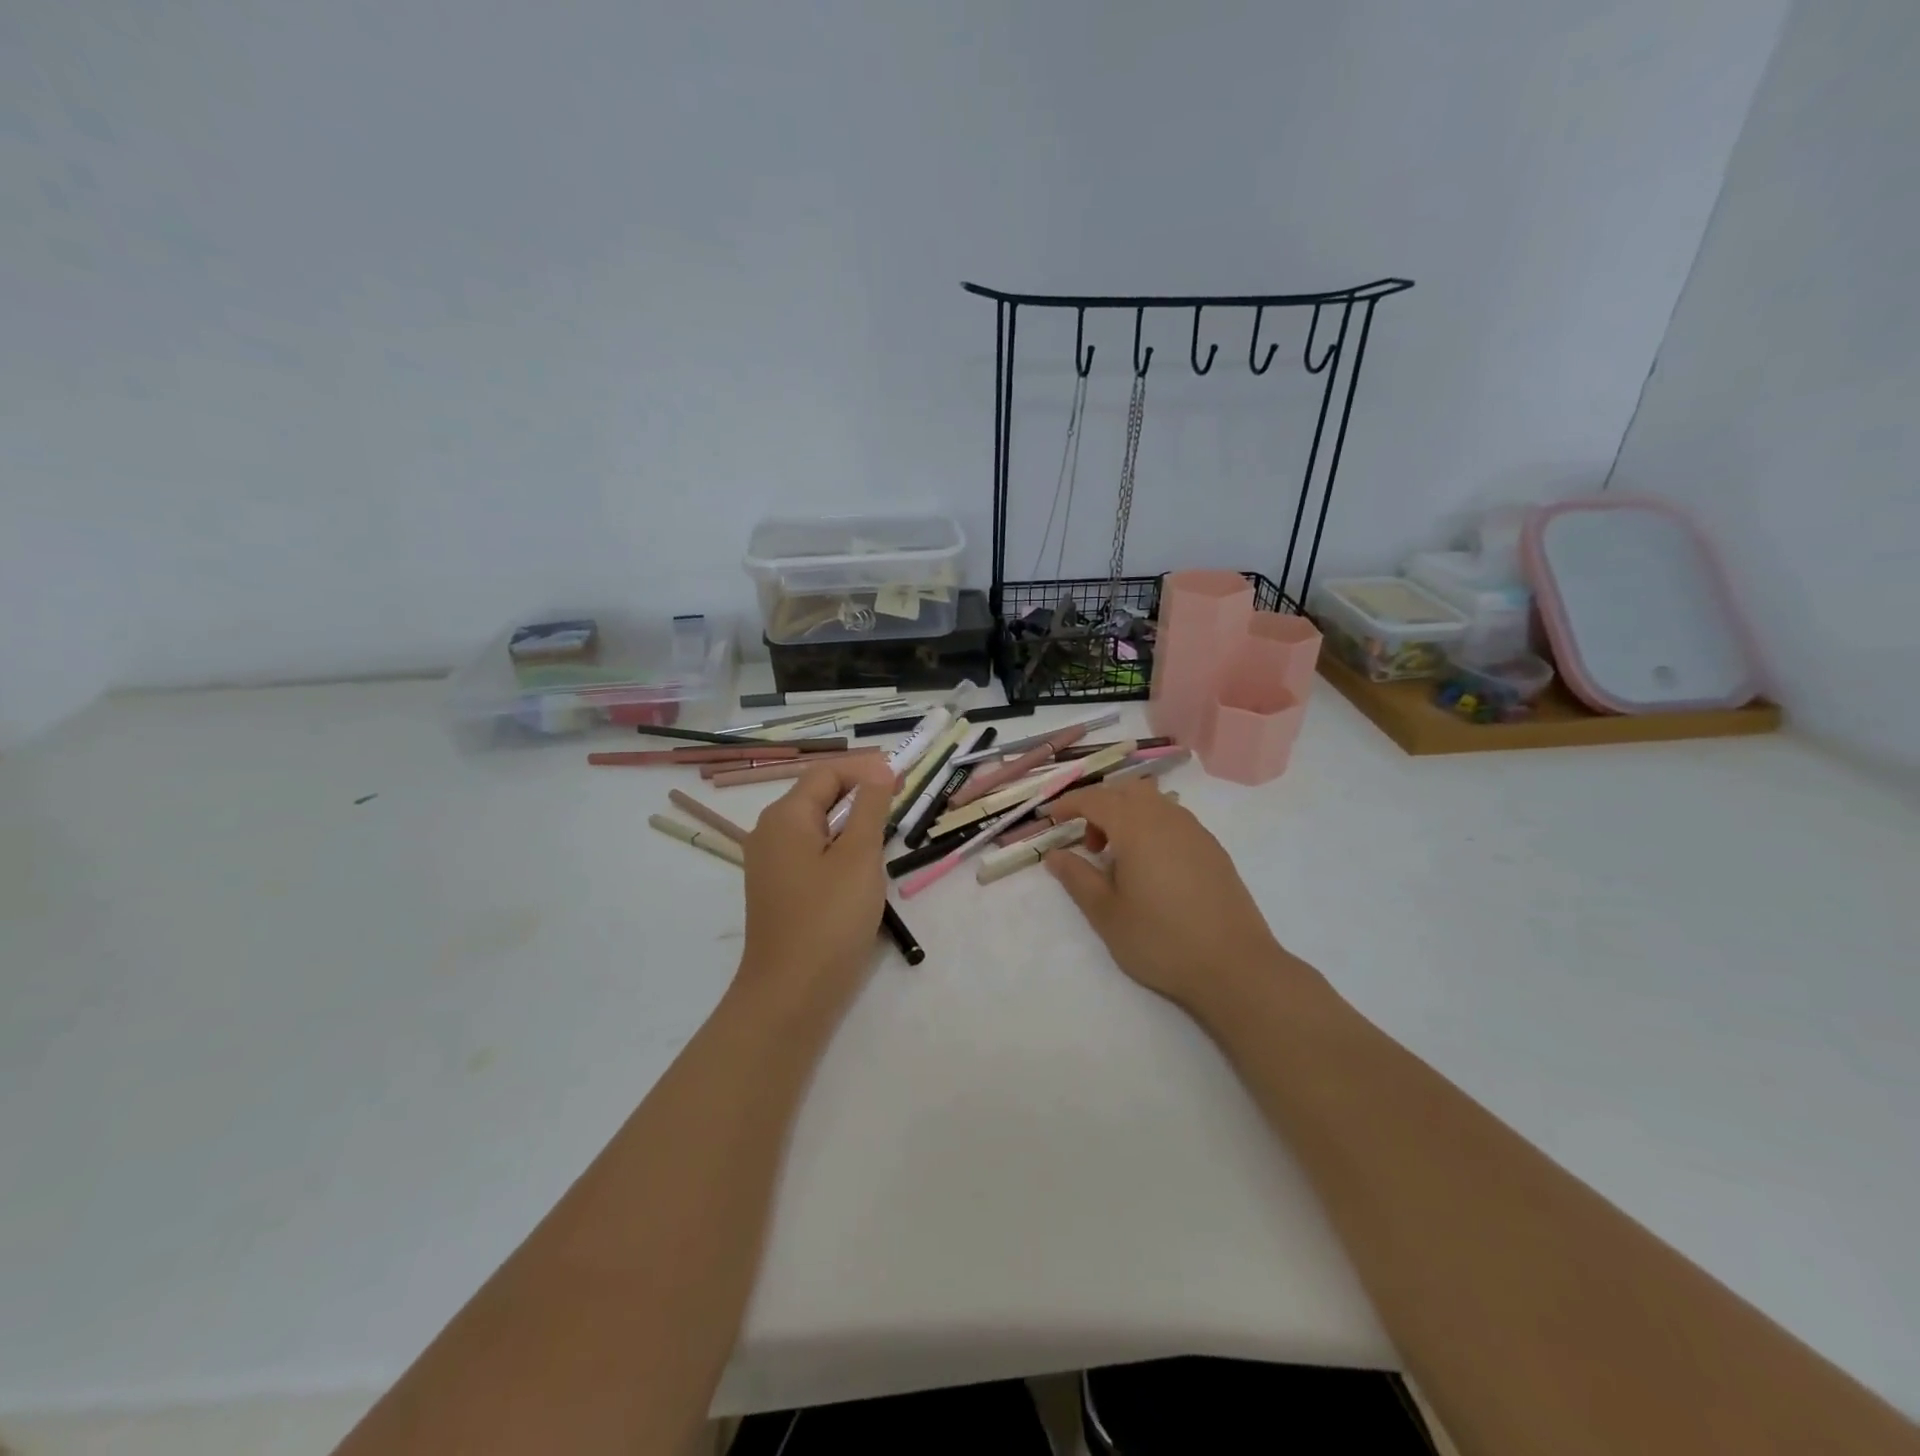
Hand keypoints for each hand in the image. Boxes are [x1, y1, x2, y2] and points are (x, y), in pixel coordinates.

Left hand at [736, 758, 895, 1020]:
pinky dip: (839, 846)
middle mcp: (770, 832)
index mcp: (785, 817)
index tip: (903, 777)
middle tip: (901, 800)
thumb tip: (879, 770)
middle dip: (860, 792)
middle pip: (818, 795)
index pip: (826, 773)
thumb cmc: (829, 919)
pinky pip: (812, 851)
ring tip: (887, 831)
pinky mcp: (780, 889)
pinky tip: (862, 864)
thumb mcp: (859, 857)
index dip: (865, 769)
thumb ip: (871, 808)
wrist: (791, 994)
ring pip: (817, 825)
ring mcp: (771, 863)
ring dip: (852, 820)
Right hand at [1043, 780, 1293, 1016]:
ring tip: (1121, 858)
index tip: (1051, 818)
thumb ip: (1077, 877)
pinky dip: (1153, 828)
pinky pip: (1175, 820)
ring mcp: (1196, 831)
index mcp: (1136, 827)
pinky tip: (1152, 868)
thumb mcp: (1106, 914)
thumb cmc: (1161, 940)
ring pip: (1154, 802)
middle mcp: (1167, 818)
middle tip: (1090, 845)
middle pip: (1127, 791)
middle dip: (1101, 806)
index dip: (1069, 804)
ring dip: (1129, 816)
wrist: (1235, 966)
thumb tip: (1055, 854)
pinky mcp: (1213, 849)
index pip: (1095, 799)